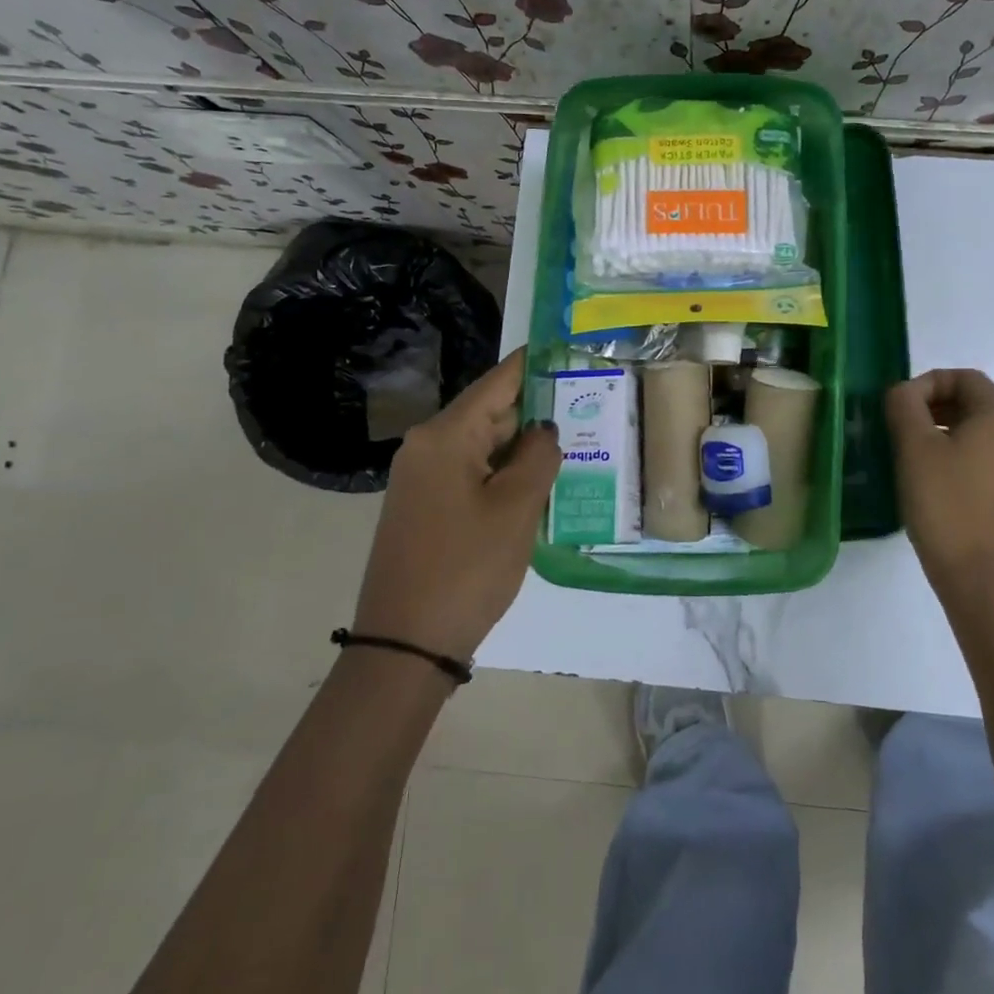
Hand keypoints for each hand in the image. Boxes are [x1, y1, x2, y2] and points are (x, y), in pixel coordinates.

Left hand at [353, 348, 560, 662]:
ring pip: (483, 446)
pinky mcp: (425, 506)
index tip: (567, 347)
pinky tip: (539, 483)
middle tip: (587, 406)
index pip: (498, 382)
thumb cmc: (466, 568)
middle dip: (536, 412)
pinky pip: (472, 473)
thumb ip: (538, 457)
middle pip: (491, 413)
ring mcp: (422, 478)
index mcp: (445, 436)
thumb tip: (543, 431)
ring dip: (523, 448)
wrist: (405, 645)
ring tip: (574, 443)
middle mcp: (427, 446)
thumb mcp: (516, 509)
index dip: (534, 364)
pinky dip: (504, 473)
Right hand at [885, 369, 993, 607]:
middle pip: (972, 403)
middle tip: (899, 427)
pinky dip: (953, 457)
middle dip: (932, 407)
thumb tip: (904, 392)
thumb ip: (904, 406)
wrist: (980, 579)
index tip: (899, 406)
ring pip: (975, 433)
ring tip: (908, 455)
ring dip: (940, 433)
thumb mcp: (914, 447)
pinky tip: (928, 483)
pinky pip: (980, 460)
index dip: (928, 382)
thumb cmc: (945, 504)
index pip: (965, 377)